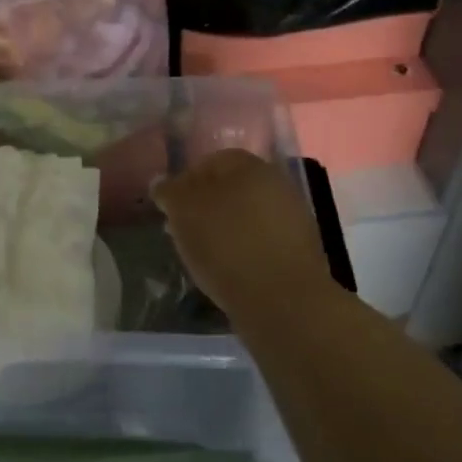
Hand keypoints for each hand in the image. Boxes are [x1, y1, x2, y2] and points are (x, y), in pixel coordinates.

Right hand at [153, 150, 333, 326]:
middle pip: (230, 189)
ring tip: (202, 254)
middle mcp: (276, 183)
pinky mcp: (299, 252)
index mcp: (249, 165)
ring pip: (245, 216)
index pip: (210, 162)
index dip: (185, 182)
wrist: (282, 300)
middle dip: (204, 206)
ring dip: (223, 229)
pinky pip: (260, 241)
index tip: (169, 208)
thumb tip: (162, 182)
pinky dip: (242, 250)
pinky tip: (227, 269)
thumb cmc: (226, 244)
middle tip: (181, 230)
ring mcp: (292, 218)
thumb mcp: (183, 212)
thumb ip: (169, 191)